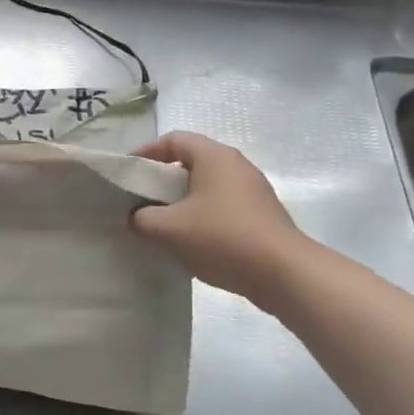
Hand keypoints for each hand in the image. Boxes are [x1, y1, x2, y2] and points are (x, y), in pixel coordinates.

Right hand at [130, 131, 316, 309]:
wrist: (285, 274)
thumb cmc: (222, 237)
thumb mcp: (170, 229)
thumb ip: (143, 218)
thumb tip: (136, 217)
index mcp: (214, 156)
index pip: (173, 139)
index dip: (146, 152)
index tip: (128, 172)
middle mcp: (236, 164)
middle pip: (191, 161)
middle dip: (163, 178)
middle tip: (142, 198)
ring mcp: (253, 189)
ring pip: (207, 185)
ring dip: (183, 199)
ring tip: (164, 222)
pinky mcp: (262, 213)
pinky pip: (223, 204)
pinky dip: (202, 214)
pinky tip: (193, 239)